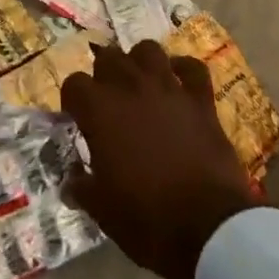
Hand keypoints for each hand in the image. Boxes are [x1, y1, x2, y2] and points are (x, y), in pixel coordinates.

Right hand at [61, 41, 261, 278]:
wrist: (208, 228)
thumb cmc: (147, 220)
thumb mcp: (102, 211)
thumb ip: (82, 188)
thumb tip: (70, 182)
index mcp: (100, 110)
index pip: (74, 84)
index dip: (73, 100)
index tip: (77, 118)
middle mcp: (130, 87)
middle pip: (109, 58)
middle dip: (103, 75)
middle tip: (107, 102)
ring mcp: (168, 88)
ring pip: (148, 50)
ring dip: (139, 63)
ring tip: (139, 84)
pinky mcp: (200, 99)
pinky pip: (192, 67)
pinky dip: (184, 69)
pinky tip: (179, 81)